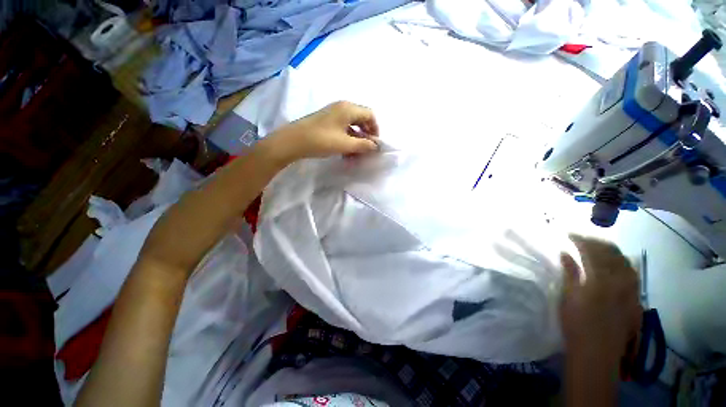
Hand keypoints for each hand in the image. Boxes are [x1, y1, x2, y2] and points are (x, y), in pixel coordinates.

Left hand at [269, 101, 379, 162]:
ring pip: (352, 125)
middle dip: (366, 135)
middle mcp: (342, 107)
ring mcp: (333, 113)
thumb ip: (363, 145)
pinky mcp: (326, 121)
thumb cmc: (322, 140)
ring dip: (357, 139)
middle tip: (366, 149)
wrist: (293, 141)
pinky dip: (347, 139)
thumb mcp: (345, 144)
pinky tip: (346, 151)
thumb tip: (376, 146)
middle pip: (361, 119)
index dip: (375, 129)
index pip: (370, 115)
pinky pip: (343, 128)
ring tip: (356, 154)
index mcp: (348, 108)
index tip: (374, 144)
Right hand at [560, 235, 641, 367]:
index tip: (569, 234)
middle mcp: (620, 281)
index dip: (581, 240)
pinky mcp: (635, 298)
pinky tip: (616, 263)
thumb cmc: (577, 324)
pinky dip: (623, 263)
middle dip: (597, 241)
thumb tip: (565, 253)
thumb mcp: (568, 297)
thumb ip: (569, 273)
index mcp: (600, 280)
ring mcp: (631, 290)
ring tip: (598, 247)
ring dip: (611, 250)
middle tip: (582, 238)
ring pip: (625, 261)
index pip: (592, 251)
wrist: (597, 352)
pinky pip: (632, 274)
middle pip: (612, 253)